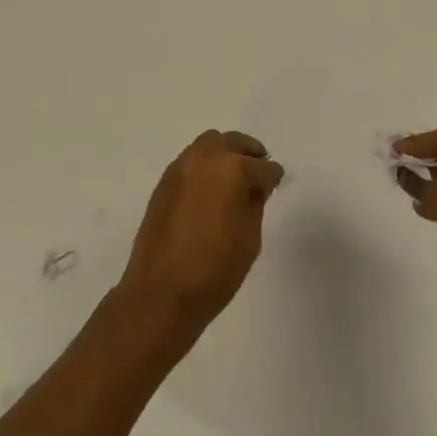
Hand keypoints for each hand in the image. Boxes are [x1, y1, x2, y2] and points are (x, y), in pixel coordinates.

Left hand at [119, 130, 284, 329]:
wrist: (160, 294)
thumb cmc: (214, 270)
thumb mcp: (250, 239)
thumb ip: (255, 204)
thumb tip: (254, 188)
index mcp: (232, 169)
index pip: (262, 167)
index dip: (272, 177)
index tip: (276, 183)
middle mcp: (205, 158)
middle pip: (233, 142)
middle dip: (250, 153)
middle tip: (259, 171)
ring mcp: (181, 167)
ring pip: (209, 143)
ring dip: (225, 153)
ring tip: (233, 177)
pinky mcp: (164, 182)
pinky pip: (190, 160)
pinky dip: (204, 165)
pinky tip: (210, 188)